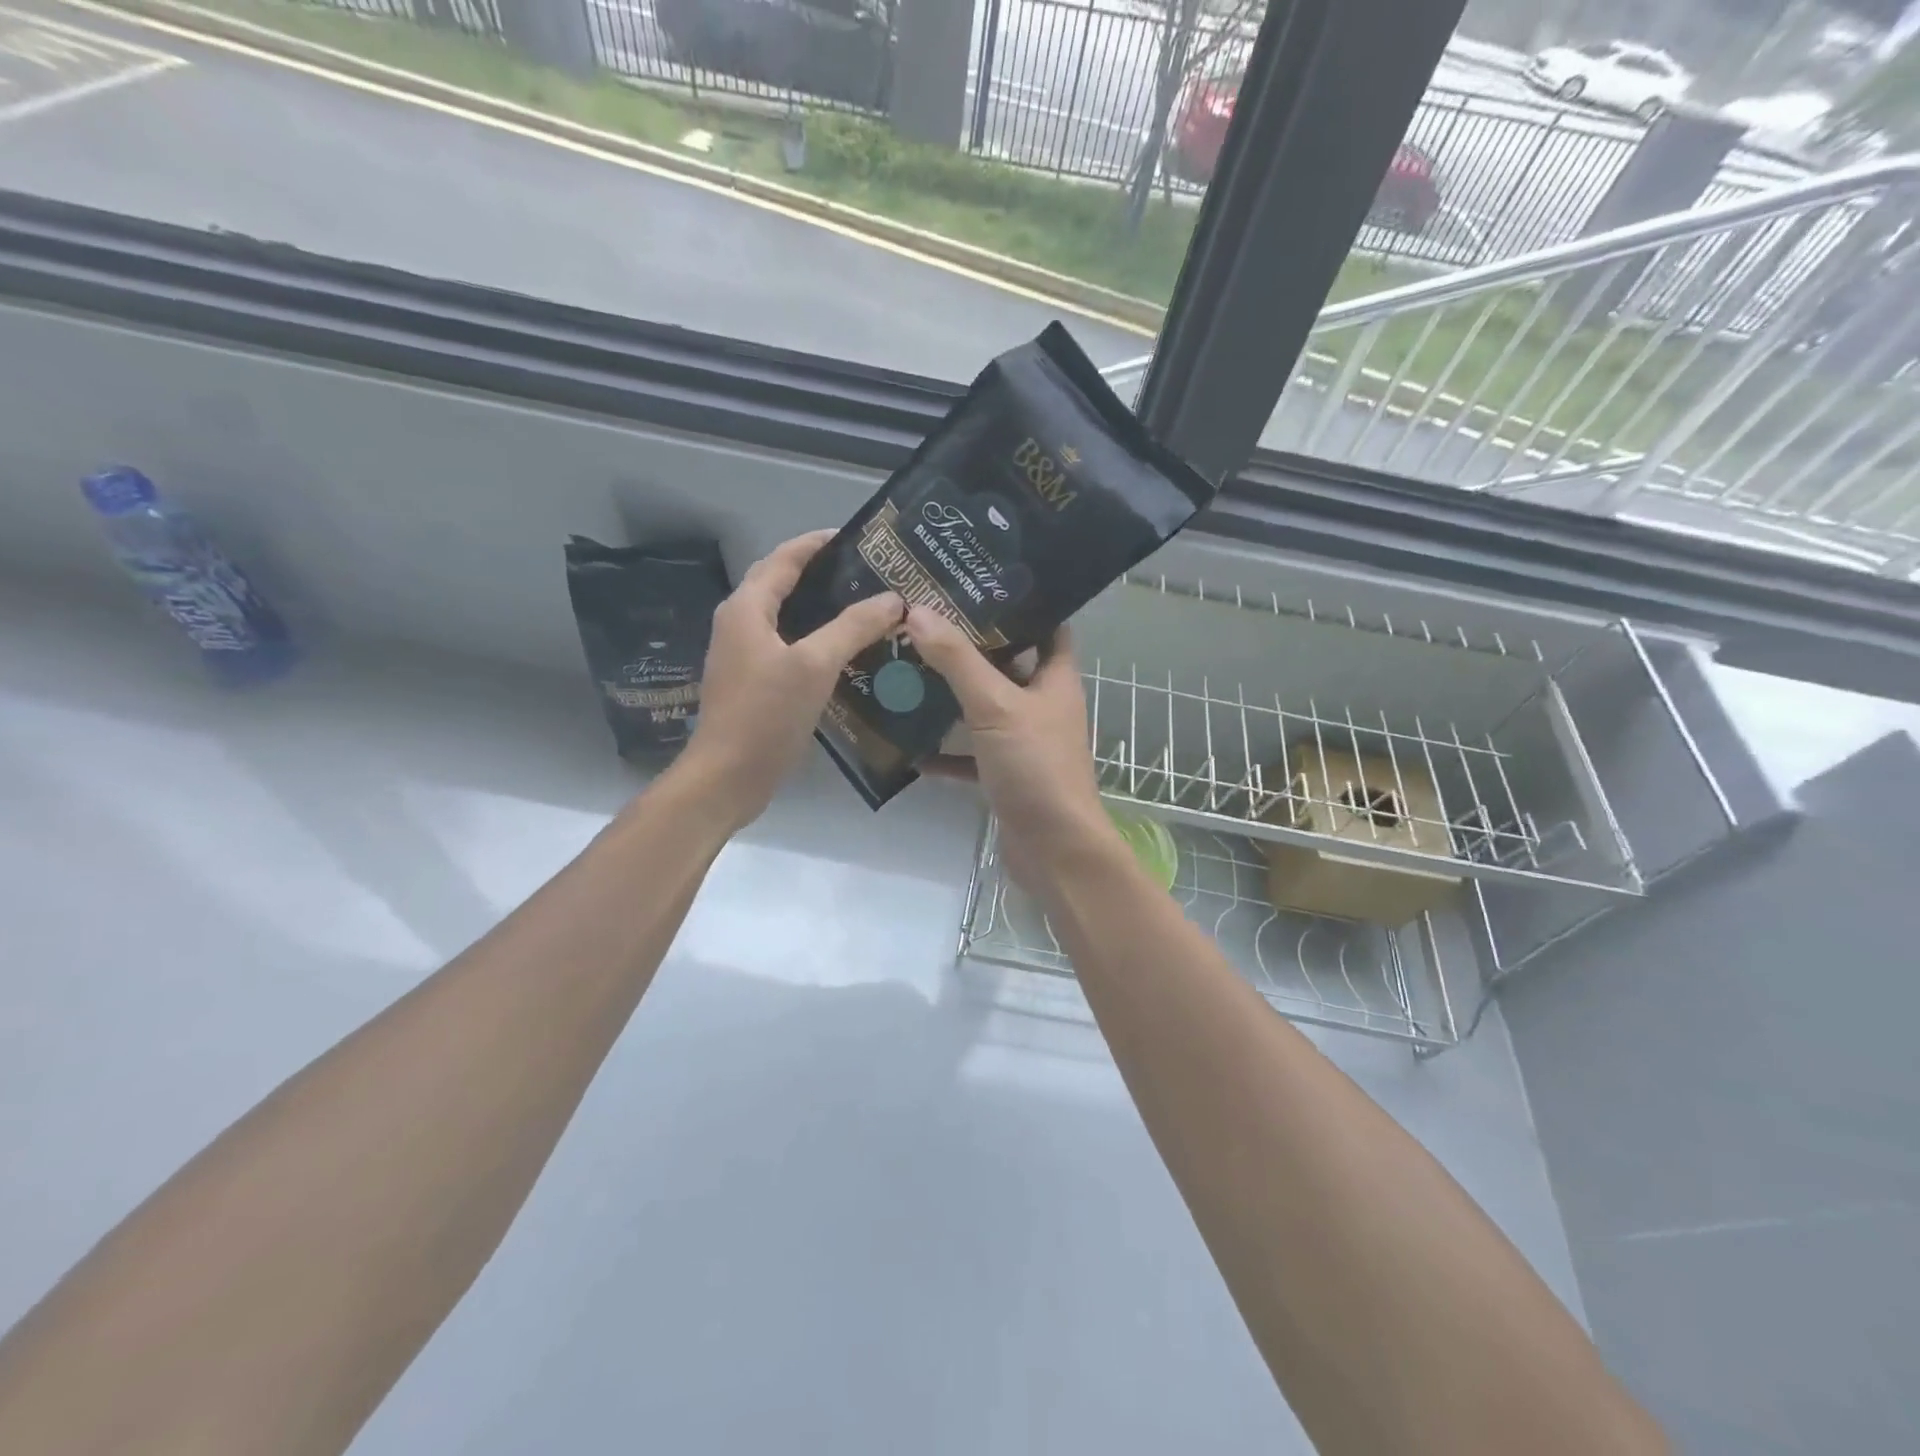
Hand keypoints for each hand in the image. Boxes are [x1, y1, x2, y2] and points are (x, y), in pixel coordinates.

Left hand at [678, 531, 903, 829]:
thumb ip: (853, 627)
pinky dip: (816, 639)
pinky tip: (846, 652)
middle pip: (782, 584)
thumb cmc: (766, 714)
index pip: (784, 558)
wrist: (727, 777)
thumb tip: (892, 599)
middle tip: (869, 574)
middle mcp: (740, 624)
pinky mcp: (753, 682)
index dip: (818, 543)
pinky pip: (788, 646)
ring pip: (786, 618)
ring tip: (866, 607)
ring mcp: (744, 655)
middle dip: (822, 574)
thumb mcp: (814, 665)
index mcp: (747, 608)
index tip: (859, 538)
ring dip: (821, 608)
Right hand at [903, 606, 1122, 891]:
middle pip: (1008, 664)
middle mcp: (1043, 705)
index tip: (976, 583)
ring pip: (985, 709)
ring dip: (952, 696)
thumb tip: (918, 612)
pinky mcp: (1005, 775)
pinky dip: (945, 750)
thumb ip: (957, 661)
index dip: (1020, 603)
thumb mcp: (995, 706)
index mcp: (1055, 679)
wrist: (1054, 851)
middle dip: (970, 646)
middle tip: (925, 622)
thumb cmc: (1036, 768)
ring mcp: (1024, 742)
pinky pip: (970, 755)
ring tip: (908, 669)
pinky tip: (909, 744)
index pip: (1048, 625)